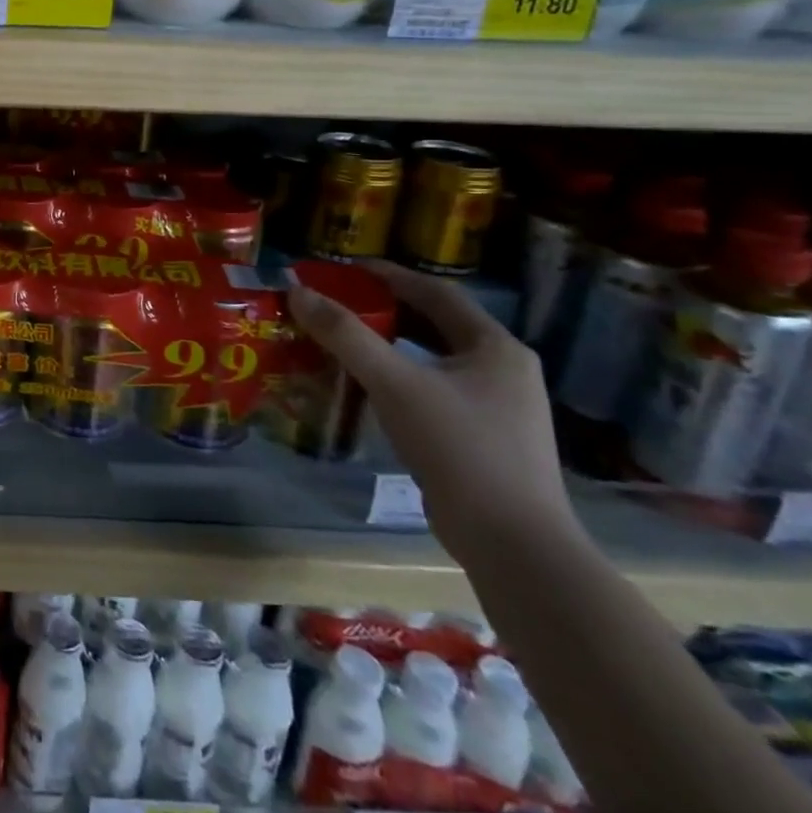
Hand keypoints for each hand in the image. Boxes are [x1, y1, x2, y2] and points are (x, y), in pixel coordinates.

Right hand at [287, 260, 581, 558]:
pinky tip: (369, 387)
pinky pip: (434, 389)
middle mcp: (503, 369)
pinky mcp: (485, 439)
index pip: (435, 292)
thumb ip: (346, 335)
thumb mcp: (395, 383)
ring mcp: (498, 407)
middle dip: (385, 308)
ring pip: (434, 358)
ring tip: (344, 338)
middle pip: (435, 323)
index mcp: (495, 346)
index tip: (342, 268)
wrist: (513, 544)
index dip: (388, 274)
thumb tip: (297, 292)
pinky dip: (400, 377)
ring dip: (391, 344)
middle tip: (337, 302)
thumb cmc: (459, 448)